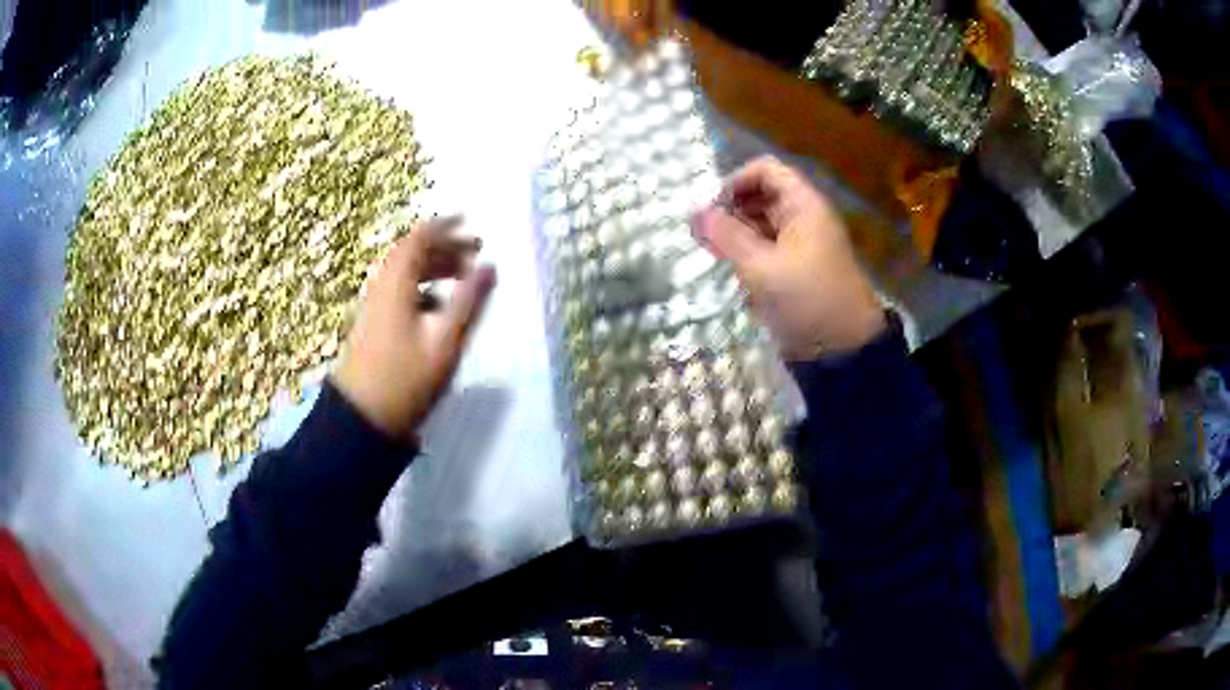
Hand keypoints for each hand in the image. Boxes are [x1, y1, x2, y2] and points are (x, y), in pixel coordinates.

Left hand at [332, 217, 495, 439]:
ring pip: (404, 273)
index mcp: (396, 285)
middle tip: (474, 252)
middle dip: (443, 246)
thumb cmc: (406, 379)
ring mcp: (373, 307)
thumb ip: (469, 301)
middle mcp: (381, 288)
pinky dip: (421, 287)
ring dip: (432, 267)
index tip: (469, 221)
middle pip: (410, 254)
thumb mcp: (445, 341)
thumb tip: (490, 266)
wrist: (361, 419)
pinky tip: (437, 306)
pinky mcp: (372, 325)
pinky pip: (398, 291)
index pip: (419, 239)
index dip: (444, 226)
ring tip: (461, 275)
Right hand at [692, 156, 884, 360]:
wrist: (843, 349)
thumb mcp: (761, 266)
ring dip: (735, 236)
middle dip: (729, 211)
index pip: (765, 171)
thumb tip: (694, 211)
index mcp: (803, 205)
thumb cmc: (807, 298)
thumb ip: (726, 235)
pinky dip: (746, 256)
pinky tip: (731, 273)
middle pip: (760, 197)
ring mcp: (800, 245)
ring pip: (760, 226)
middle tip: (702, 236)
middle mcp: (802, 218)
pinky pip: (766, 250)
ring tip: (713, 256)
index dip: (735, 181)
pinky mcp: (795, 270)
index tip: (710, 208)